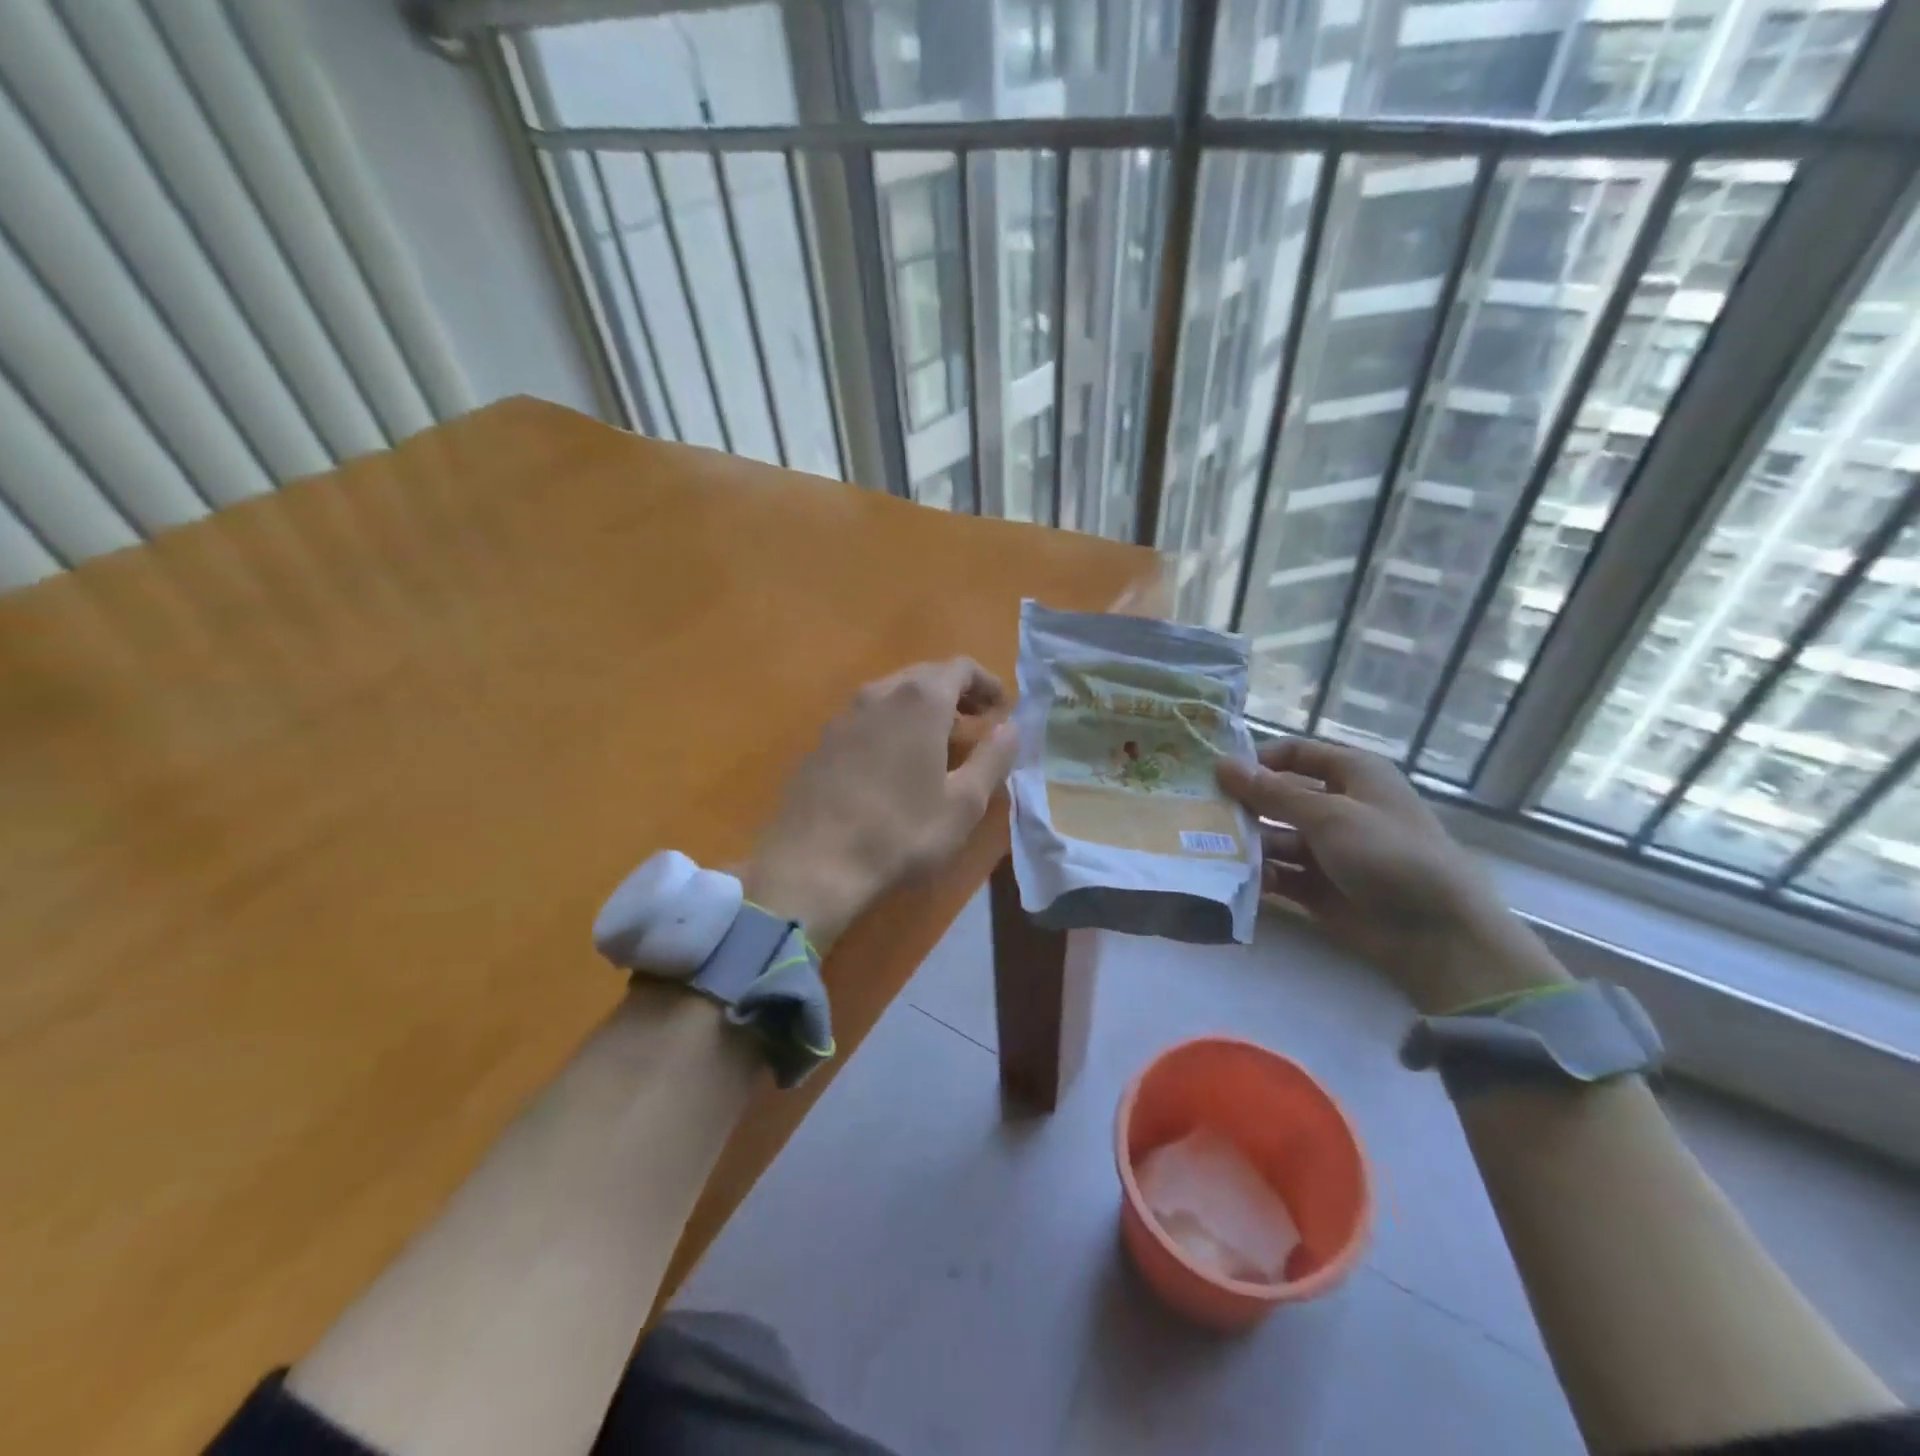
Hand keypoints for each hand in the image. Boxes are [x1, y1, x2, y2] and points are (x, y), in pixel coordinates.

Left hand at [743, 658, 1018, 950]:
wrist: (814, 863)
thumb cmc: (901, 832)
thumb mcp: (964, 803)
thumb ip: (993, 757)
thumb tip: (1011, 728)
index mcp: (919, 700)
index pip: (961, 667)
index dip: (987, 683)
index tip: (1002, 709)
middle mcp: (879, 693)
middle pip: (925, 675)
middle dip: (956, 693)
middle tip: (977, 723)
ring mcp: (844, 715)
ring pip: (892, 695)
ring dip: (922, 708)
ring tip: (939, 742)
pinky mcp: (821, 741)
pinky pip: (867, 718)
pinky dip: (892, 725)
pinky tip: (895, 763)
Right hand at [1217, 738, 1567, 1012]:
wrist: (1437, 934)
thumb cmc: (1388, 854)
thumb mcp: (1330, 815)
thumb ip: (1272, 792)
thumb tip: (1222, 764)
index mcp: (1353, 775)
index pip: (1295, 754)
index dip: (1258, 761)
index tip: (1216, 774)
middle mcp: (1339, 807)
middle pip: (1279, 797)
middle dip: (1244, 805)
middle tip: (1200, 813)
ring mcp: (1329, 850)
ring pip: (1275, 837)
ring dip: (1248, 843)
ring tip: (1212, 849)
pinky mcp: (1319, 887)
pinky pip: (1280, 873)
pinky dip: (1261, 875)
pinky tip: (1238, 879)